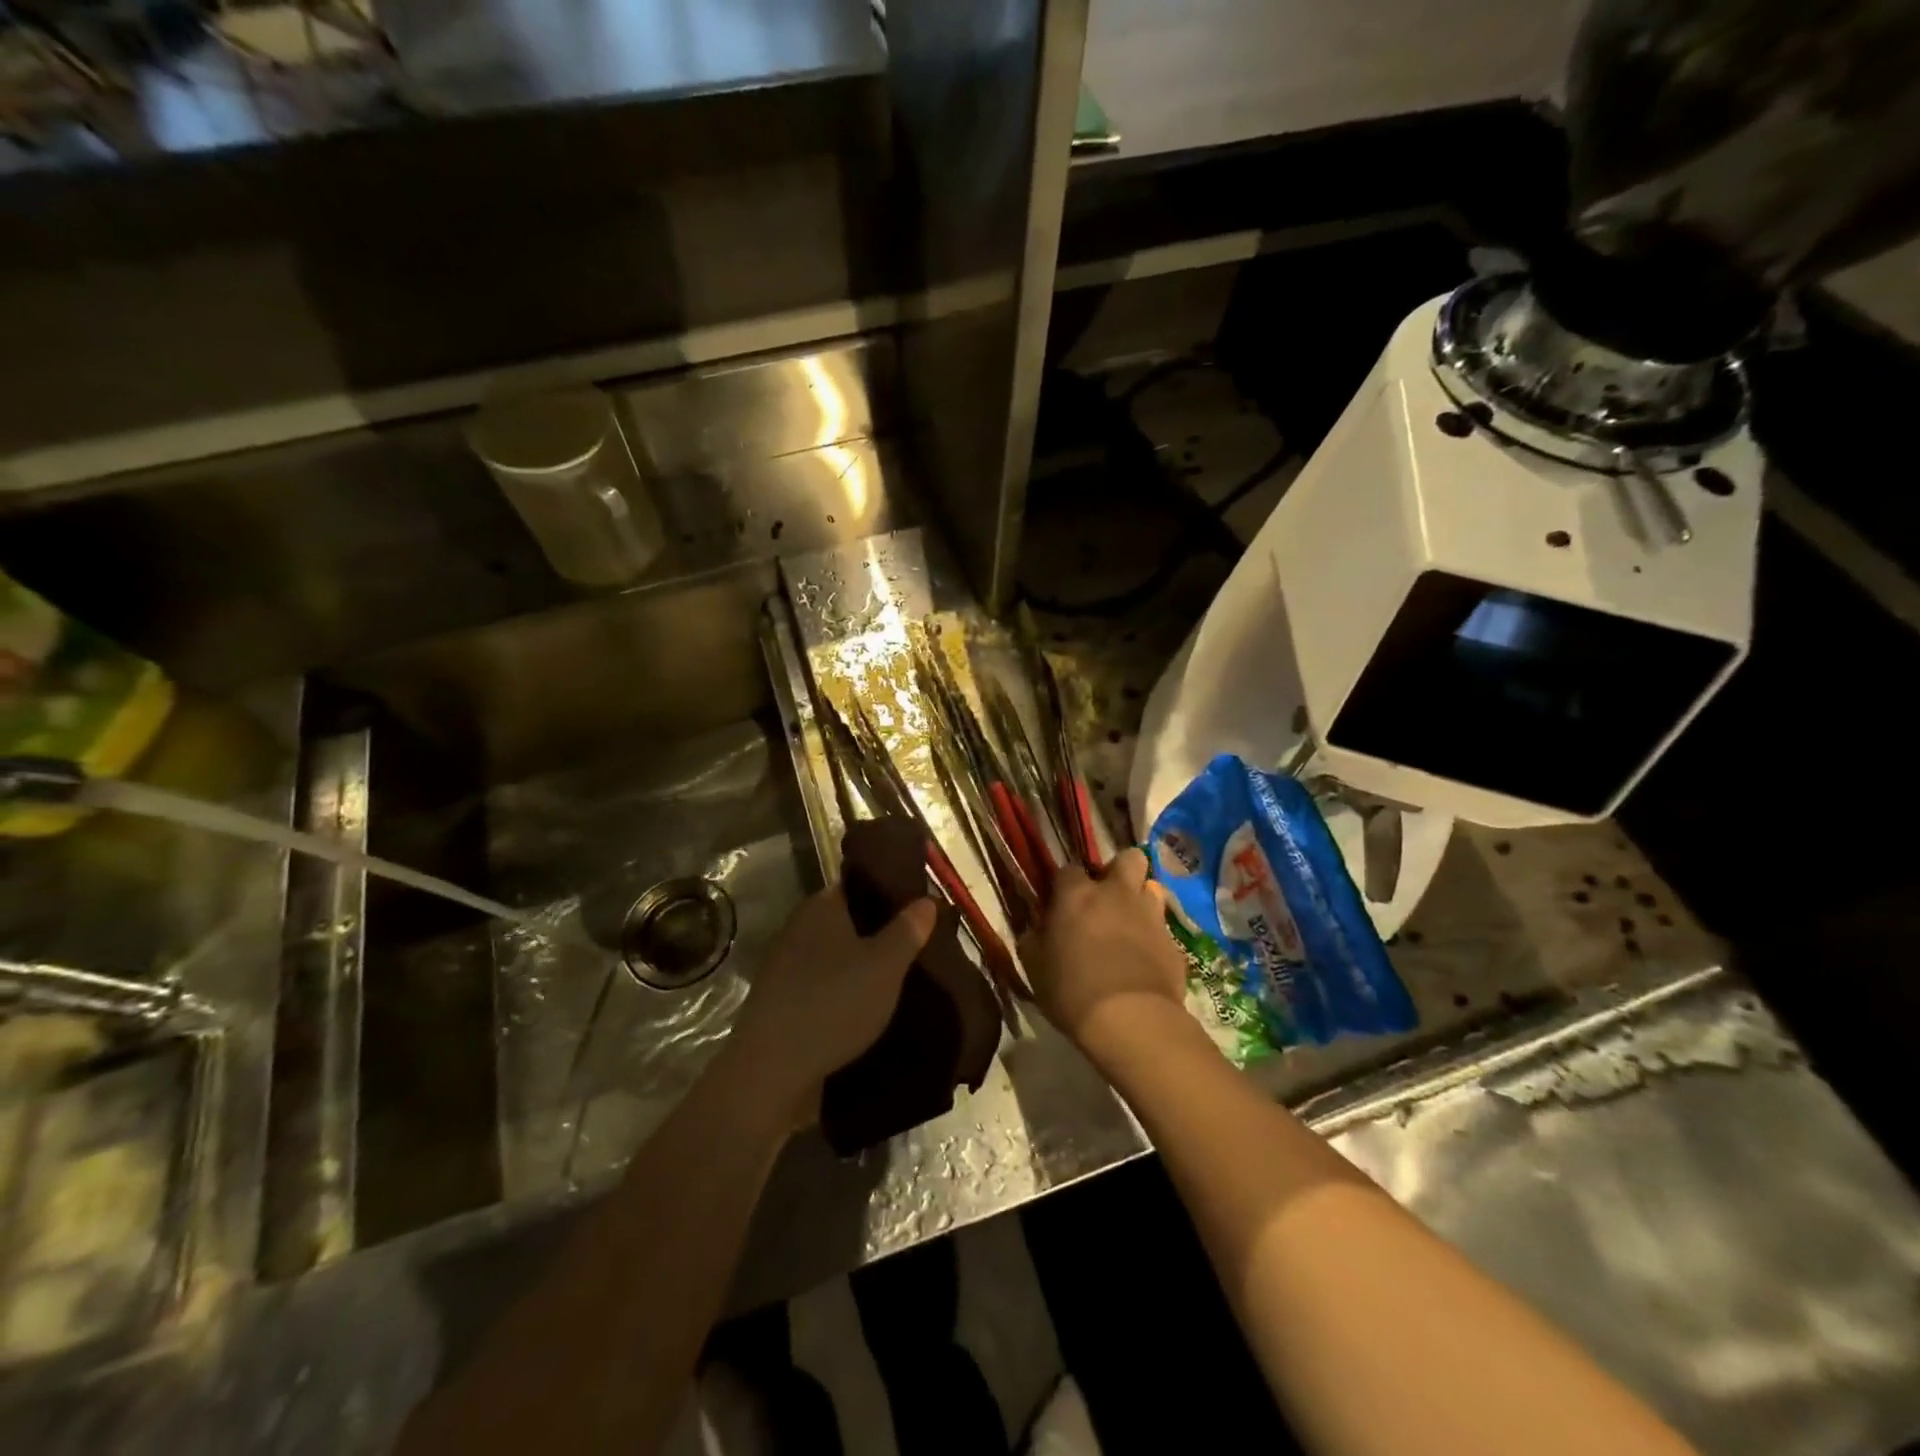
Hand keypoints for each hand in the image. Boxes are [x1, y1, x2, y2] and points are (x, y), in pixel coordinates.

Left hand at [731, 885, 936, 1124]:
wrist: (772, 1072)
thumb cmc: (834, 1004)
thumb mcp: (885, 965)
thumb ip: (908, 929)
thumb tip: (928, 899)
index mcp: (820, 907)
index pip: (857, 885)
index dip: (888, 893)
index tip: (918, 909)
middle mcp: (797, 929)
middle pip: (847, 922)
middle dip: (879, 934)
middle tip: (918, 947)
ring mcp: (785, 968)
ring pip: (835, 957)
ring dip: (861, 968)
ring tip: (900, 981)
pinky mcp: (781, 1004)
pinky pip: (822, 987)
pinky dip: (843, 994)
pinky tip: (868, 1012)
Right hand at [1020, 847, 1188, 1057]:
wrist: (1131, 1021)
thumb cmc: (1072, 991)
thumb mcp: (1035, 967)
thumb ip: (1034, 939)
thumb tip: (1036, 929)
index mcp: (1078, 895)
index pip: (1068, 870)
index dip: (1065, 885)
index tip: (1061, 904)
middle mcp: (1117, 894)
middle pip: (1128, 858)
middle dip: (1119, 870)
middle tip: (1106, 897)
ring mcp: (1150, 916)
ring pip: (1152, 887)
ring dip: (1141, 899)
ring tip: (1130, 923)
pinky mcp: (1173, 943)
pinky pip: (1164, 928)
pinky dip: (1154, 937)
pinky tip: (1145, 959)